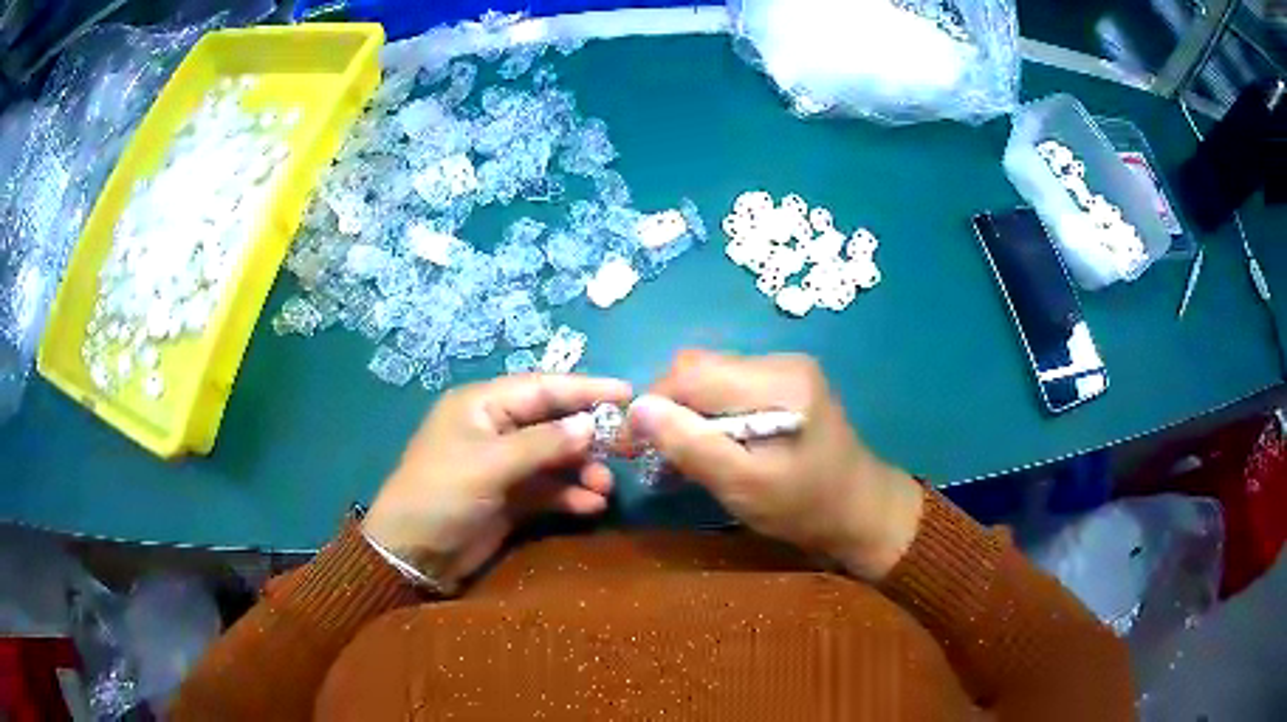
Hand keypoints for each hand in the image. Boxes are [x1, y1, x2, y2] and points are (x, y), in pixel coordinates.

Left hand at [363, 374, 632, 588]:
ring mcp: (504, 466)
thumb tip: (590, 424)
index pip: (542, 388)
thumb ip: (542, 444)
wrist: (413, 555)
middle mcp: (496, 430)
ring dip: (582, 471)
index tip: (628, 394)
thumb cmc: (442, 494)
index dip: (585, 389)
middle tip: (625, 449)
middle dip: (588, 437)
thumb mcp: (489, 464)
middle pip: (553, 423)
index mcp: (482, 406)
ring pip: (555, 459)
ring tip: (604, 488)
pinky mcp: (511, 499)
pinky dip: (569, 496)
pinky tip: (591, 507)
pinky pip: (548, 490)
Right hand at [627, 350, 922, 579]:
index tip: (626, 445)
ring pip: (710, 379)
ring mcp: (785, 372)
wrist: (863, 513)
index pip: (691, 374)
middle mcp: (780, 363)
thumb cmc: (806, 507)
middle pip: (699, 370)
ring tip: (675, 457)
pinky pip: (730, 390)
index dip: (650, 405)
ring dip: (684, 414)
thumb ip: (691, 445)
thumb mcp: (744, 485)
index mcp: (777, 382)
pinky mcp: (785, 387)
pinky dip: (707, 417)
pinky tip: (706, 448)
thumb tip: (635, 409)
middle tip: (650, 454)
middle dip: (666, 408)